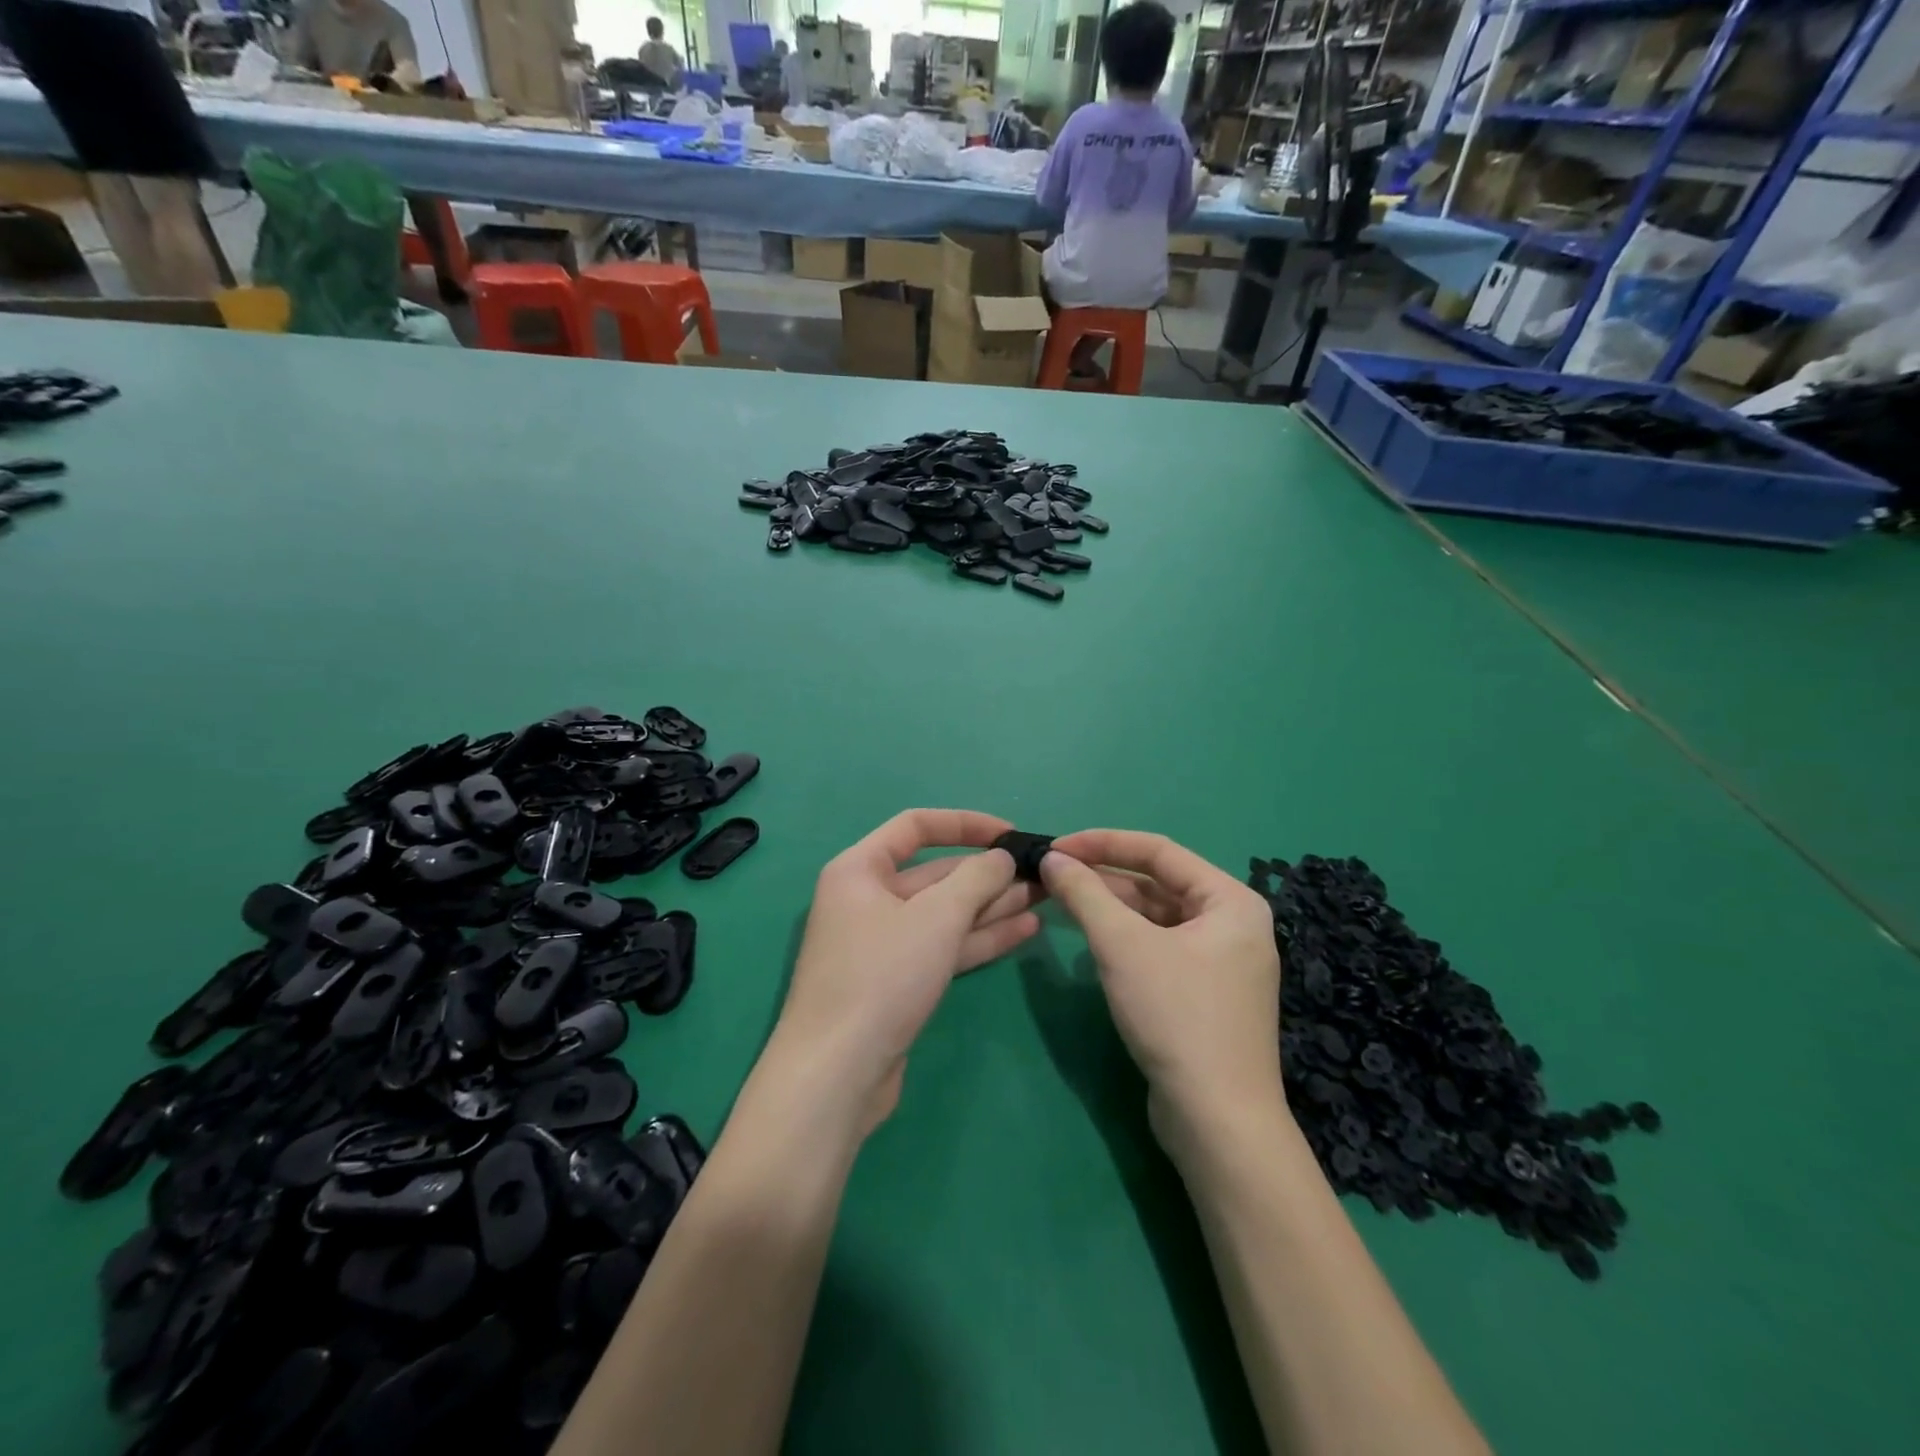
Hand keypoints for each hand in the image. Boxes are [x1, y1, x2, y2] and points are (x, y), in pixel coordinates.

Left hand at [771, 810, 1041, 1134]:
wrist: (837, 1074)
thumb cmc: (882, 977)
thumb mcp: (936, 918)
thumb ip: (976, 879)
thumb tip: (1002, 857)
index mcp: (859, 869)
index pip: (916, 826)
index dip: (966, 824)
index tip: (1010, 834)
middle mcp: (867, 899)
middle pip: (935, 873)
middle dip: (988, 873)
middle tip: (1041, 875)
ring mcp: (882, 943)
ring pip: (944, 913)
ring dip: (992, 906)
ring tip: (1044, 899)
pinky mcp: (897, 981)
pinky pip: (943, 946)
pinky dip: (979, 938)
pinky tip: (1024, 931)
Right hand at [1040, 831, 1281, 1137]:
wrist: (1217, 1122)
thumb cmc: (1176, 1016)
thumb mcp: (1122, 946)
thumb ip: (1085, 894)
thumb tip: (1053, 858)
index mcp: (1230, 900)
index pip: (1159, 851)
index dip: (1103, 843)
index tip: (1057, 846)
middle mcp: (1233, 924)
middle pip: (1159, 883)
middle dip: (1104, 877)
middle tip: (1054, 875)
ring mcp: (1222, 962)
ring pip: (1156, 917)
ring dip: (1111, 907)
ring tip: (1062, 900)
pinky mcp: (1205, 994)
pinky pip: (1159, 947)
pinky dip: (1125, 938)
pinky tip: (1091, 940)